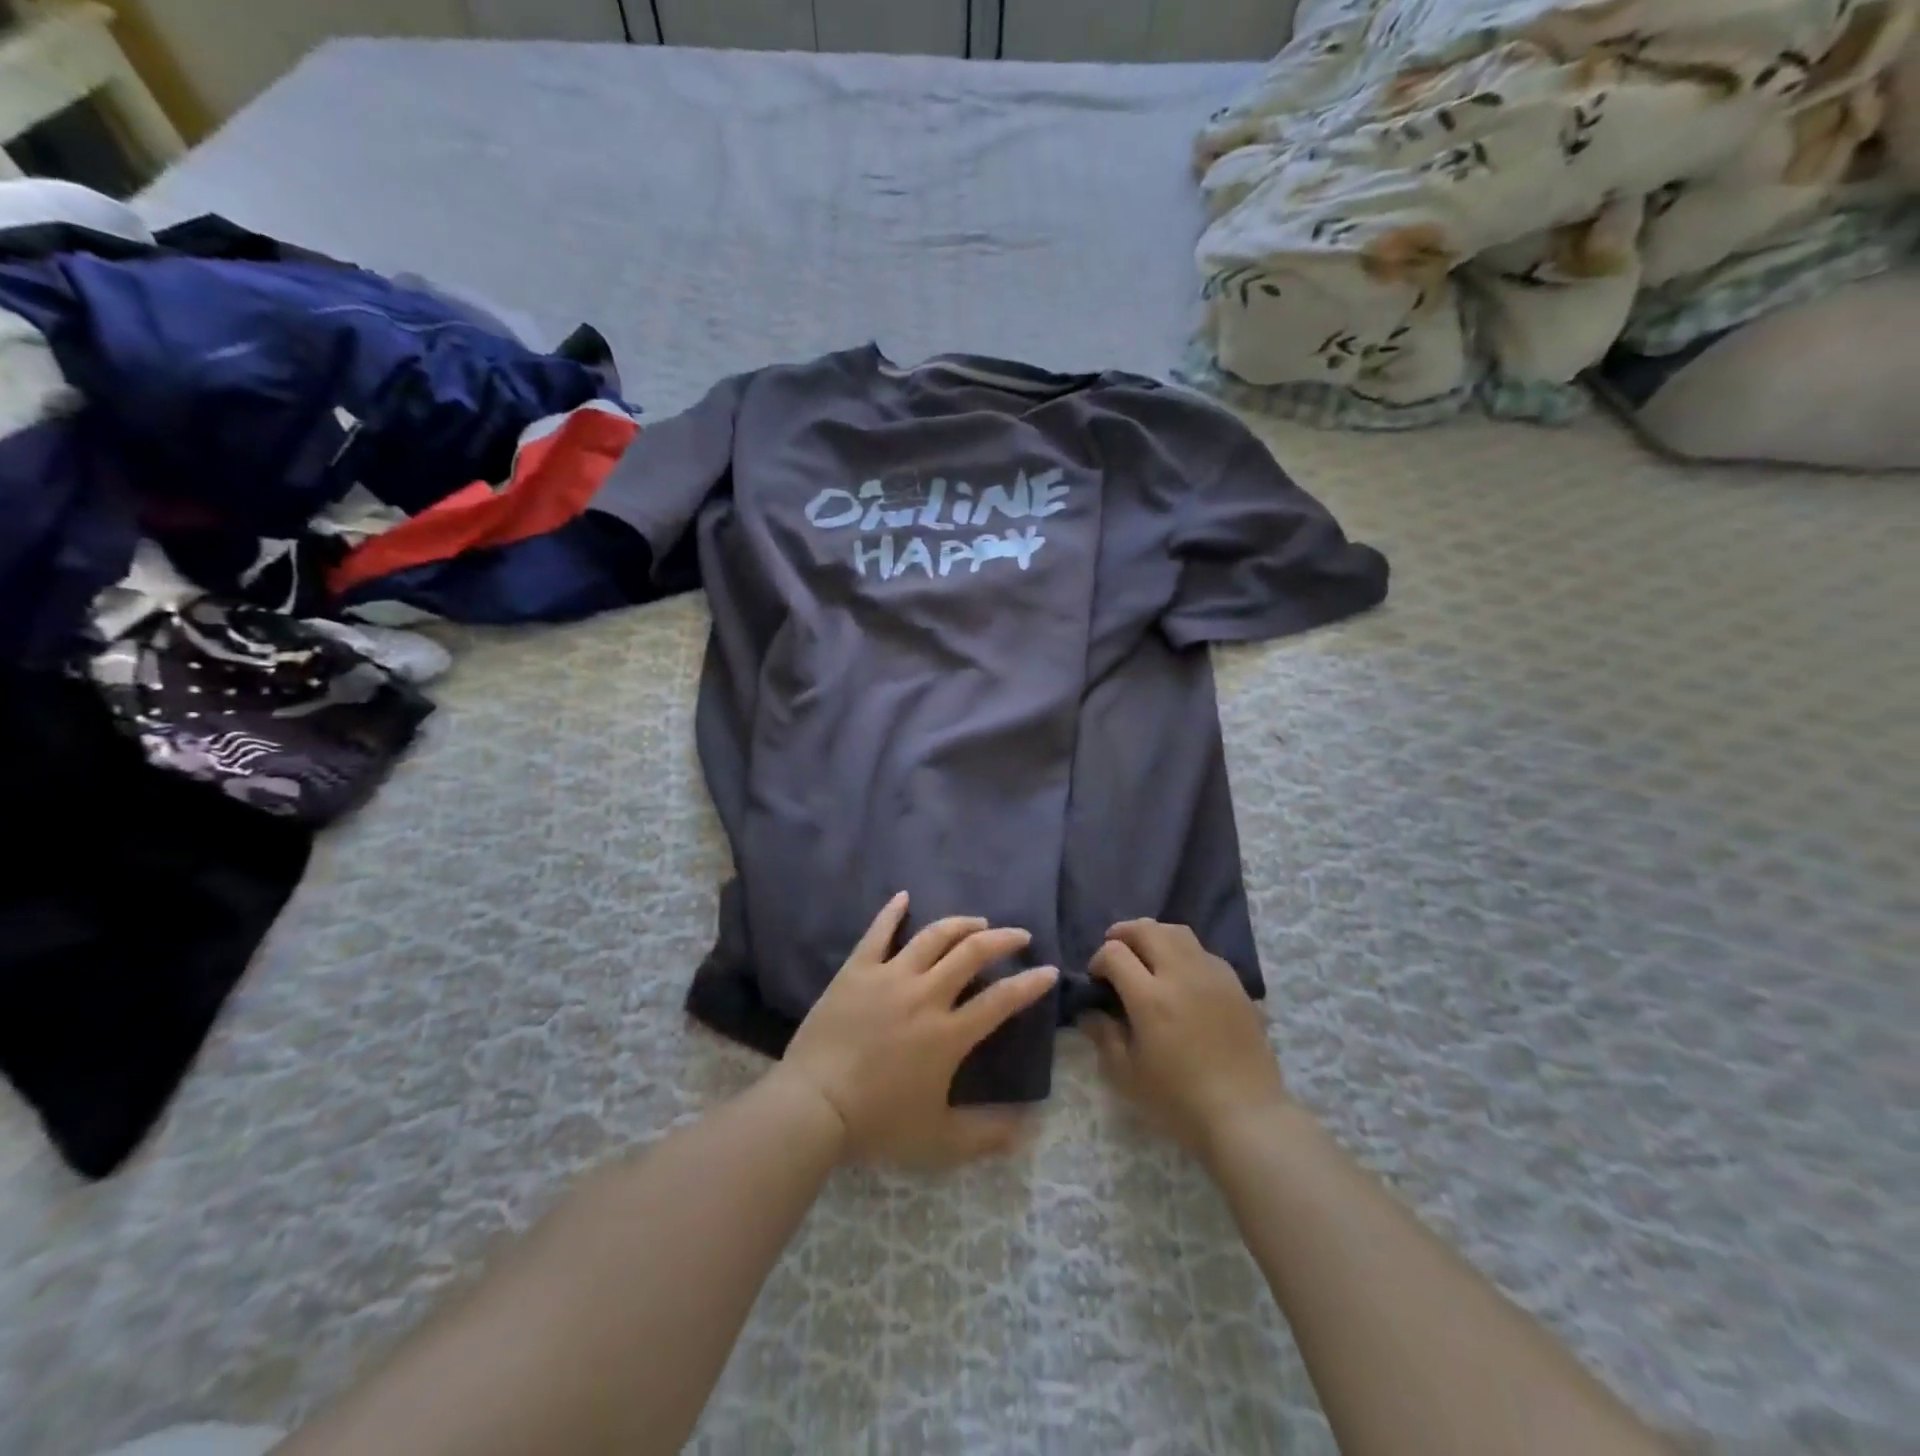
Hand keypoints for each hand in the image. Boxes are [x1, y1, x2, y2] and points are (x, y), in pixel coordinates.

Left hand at [774, 893, 1057, 1168]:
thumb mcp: (939, 1141)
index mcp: (949, 1034)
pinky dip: (892, 911)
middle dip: (1002, 940)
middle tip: (1018, 935)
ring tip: (978, 921)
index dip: (1030, 983)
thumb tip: (1029, 1128)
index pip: (1001, 1000)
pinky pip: (878, 932)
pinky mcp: (857, 970)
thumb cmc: (877, 1123)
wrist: (813, 1106)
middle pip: (972, 953)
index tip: (1048, 970)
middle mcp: (926, 995)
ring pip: (933, 936)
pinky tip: (904, 896)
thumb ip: (986, 1135)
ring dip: (960, 924)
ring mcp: (890, 977)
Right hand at [1085, 920, 1290, 1164]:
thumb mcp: (1127, 1075)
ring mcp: (1212, 975)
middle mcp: (1181, 975)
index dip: (1098, 959)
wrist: (1245, 1115)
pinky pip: (1203, 951)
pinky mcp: (1235, 984)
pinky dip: (1183, 951)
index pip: (1114, 952)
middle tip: (1115, 951)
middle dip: (1123, 934)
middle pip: (1146, 930)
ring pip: (1177, 931)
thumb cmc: (1179, 1100)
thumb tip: (1088, 1011)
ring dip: (1154, 935)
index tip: (1097, 979)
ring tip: (1146, 954)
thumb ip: (1103, 1035)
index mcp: (1150, 998)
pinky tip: (1181, 976)